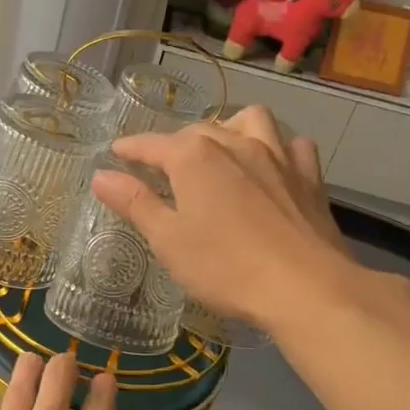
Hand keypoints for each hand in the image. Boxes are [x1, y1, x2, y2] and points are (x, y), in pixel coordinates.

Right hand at [90, 105, 355, 330]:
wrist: (305, 287)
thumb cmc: (225, 267)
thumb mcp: (168, 240)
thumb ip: (136, 203)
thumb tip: (101, 175)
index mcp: (194, 158)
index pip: (153, 144)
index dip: (132, 148)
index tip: (117, 151)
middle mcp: (235, 144)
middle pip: (198, 131)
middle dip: (175, 143)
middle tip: (162, 166)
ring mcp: (277, 156)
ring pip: (250, 121)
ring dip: (229, 128)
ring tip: (220, 149)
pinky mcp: (309, 177)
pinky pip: (292, 146)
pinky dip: (278, 148)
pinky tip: (273, 165)